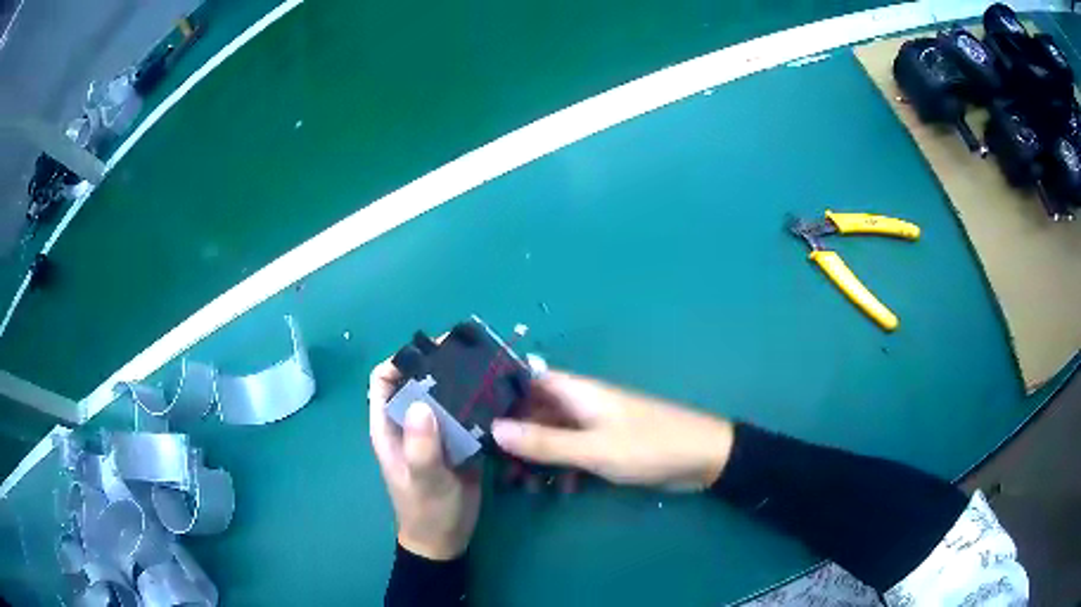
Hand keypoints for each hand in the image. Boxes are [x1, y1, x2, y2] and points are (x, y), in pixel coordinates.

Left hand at [368, 359, 480, 559]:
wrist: (446, 538)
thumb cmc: (427, 511)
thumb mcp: (424, 481)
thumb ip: (420, 448)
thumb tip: (422, 404)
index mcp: (389, 426)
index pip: (384, 378)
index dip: (401, 359)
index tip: (433, 350)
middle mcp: (409, 421)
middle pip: (418, 379)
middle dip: (440, 362)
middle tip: (472, 353)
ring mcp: (434, 430)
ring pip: (444, 393)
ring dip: (463, 379)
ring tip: (490, 367)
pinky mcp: (457, 440)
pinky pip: (465, 413)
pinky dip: (479, 401)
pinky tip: (500, 394)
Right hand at [491, 372, 734, 490]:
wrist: (702, 458)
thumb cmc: (648, 446)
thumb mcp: (593, 449)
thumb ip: (545, 442)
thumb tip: (494, 429)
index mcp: (577, 392)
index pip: (528, 379)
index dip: (500, 393)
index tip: (473, 414)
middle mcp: (581, 403)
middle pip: (536, 411)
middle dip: (514, 435)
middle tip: (493, 463)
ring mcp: (595, 425)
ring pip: (552, 435)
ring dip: (536, 457)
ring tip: (520, 485)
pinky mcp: (606, 445)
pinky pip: (572, 452)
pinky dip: (561, 467)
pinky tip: (558, 489)